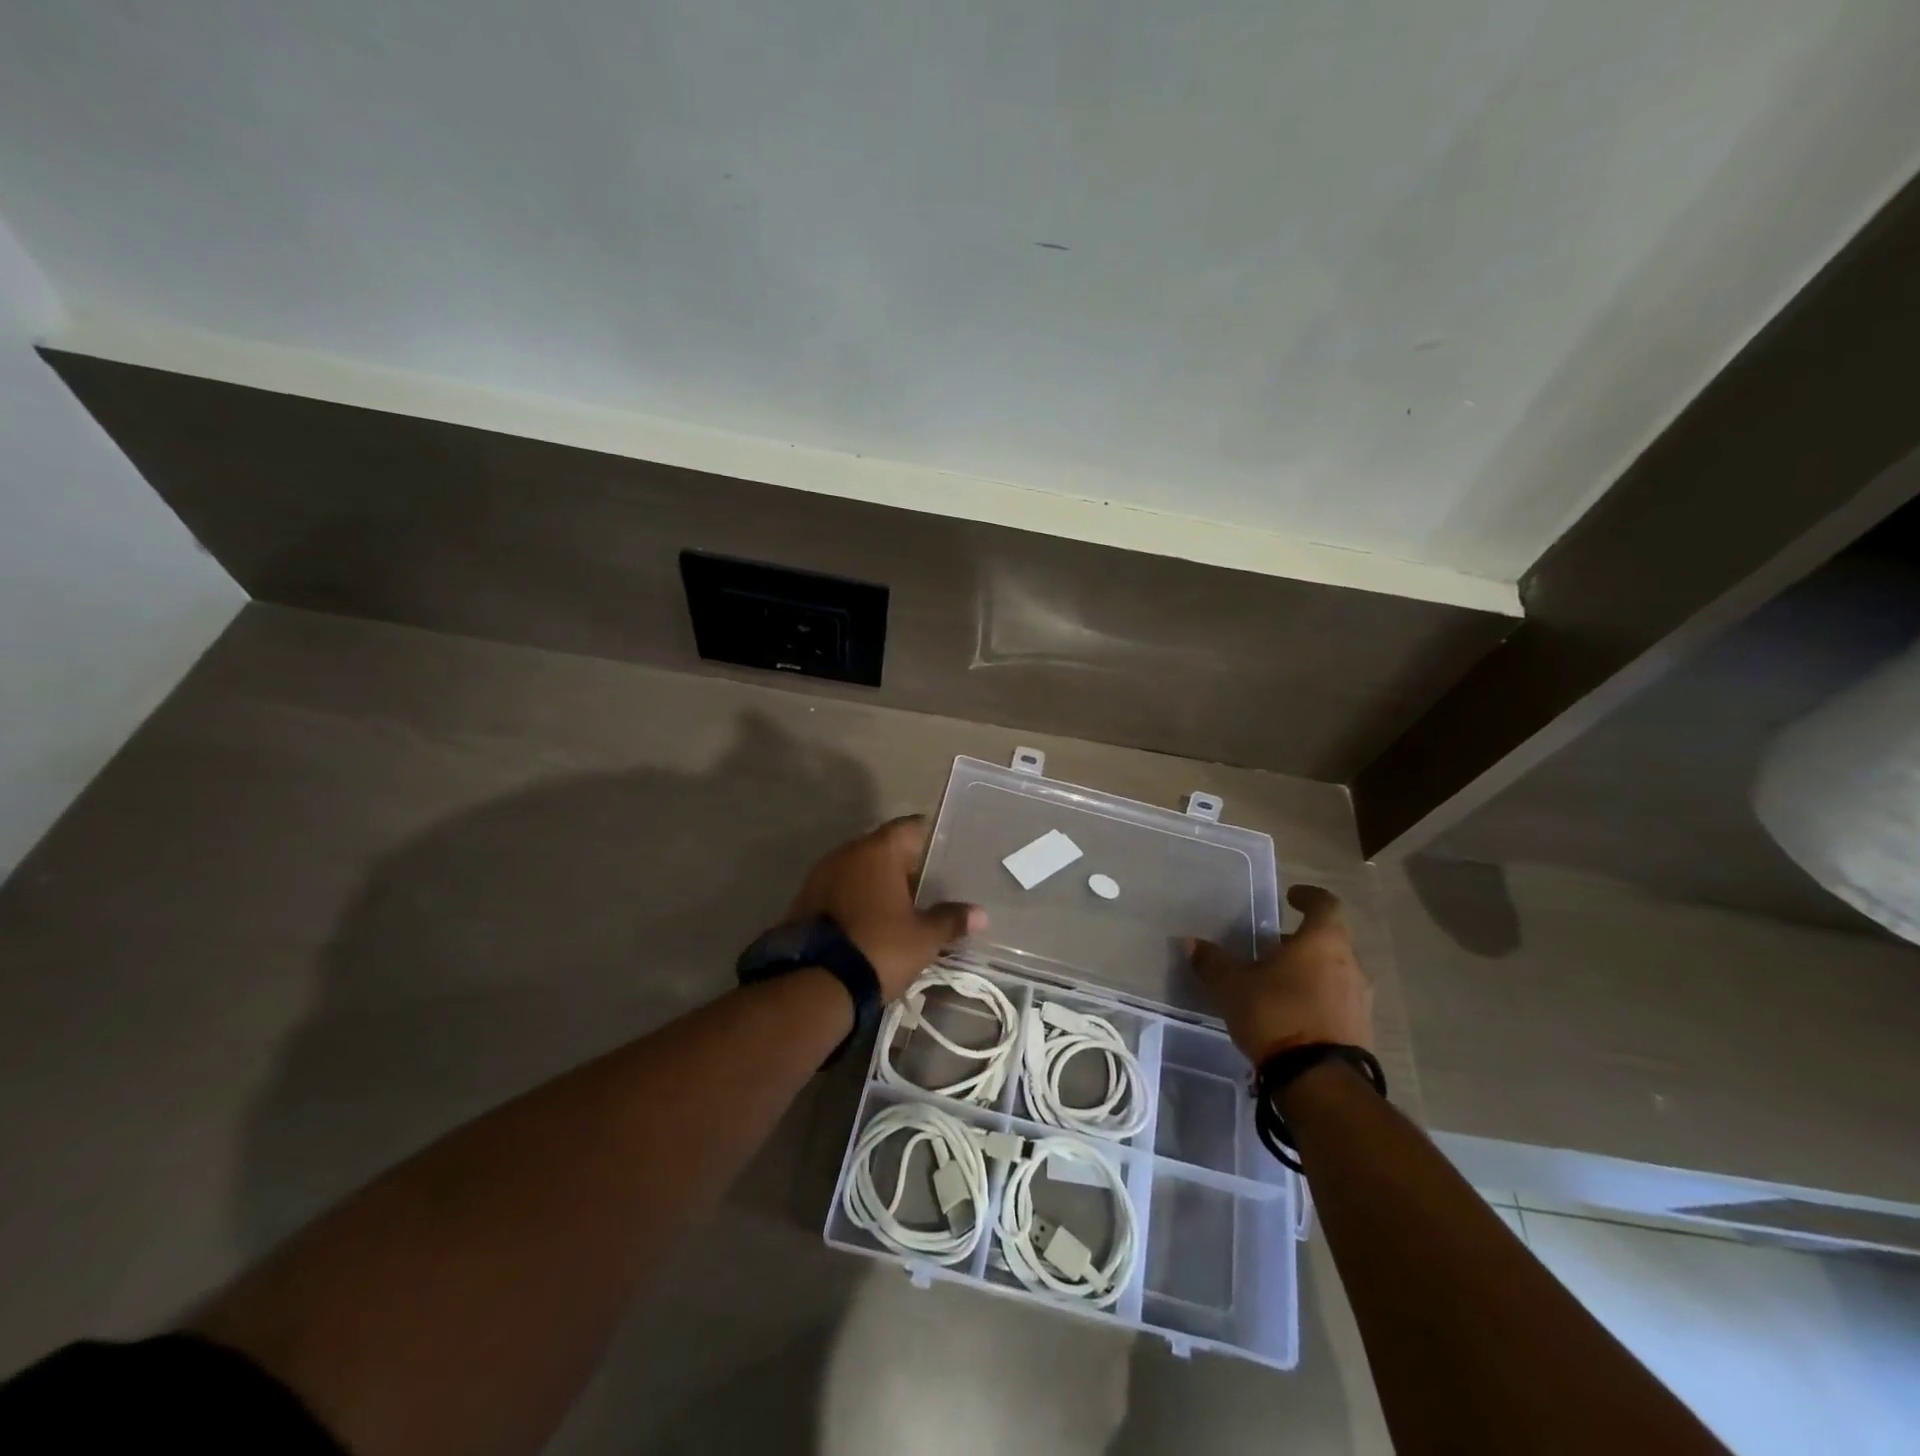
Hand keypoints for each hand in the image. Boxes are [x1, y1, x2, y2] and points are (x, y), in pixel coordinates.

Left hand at [786, 816, 986, 1000]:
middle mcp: (846, 852)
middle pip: (883, 847)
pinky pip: (839, 889)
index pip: (910, 827)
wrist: (815, 983)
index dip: (930, 838)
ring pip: (859, 869)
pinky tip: (871, 920)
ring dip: (877, 882)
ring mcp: (820, 875)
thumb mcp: (924, 938)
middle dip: (904, 865)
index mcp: (877, 850)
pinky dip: (856, 898)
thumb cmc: (879, 948)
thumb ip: (951, 920)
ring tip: (901, 905)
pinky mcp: (804, 899)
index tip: (946, 853)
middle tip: (929, 885)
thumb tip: (980, 914)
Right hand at [1189, 884, 1372, 1064]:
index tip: (1291, 897)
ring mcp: (1361, 1000)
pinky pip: (1338, 1002)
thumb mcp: (1233, 986)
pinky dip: (1317, 999)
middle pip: (1328, 941)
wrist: (1319, 1081)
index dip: (1308, 897)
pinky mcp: (1362, 1031)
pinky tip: (1292, 1014)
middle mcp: (1350, 964)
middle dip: (1300, 942)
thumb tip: (1191, 943)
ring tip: (1278, 984)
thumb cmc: (1277, 1015)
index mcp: (1323, 942)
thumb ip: (1213, 962)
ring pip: (1334, 973)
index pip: (1325, 904)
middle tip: (1271, 949)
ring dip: (1310, 972)